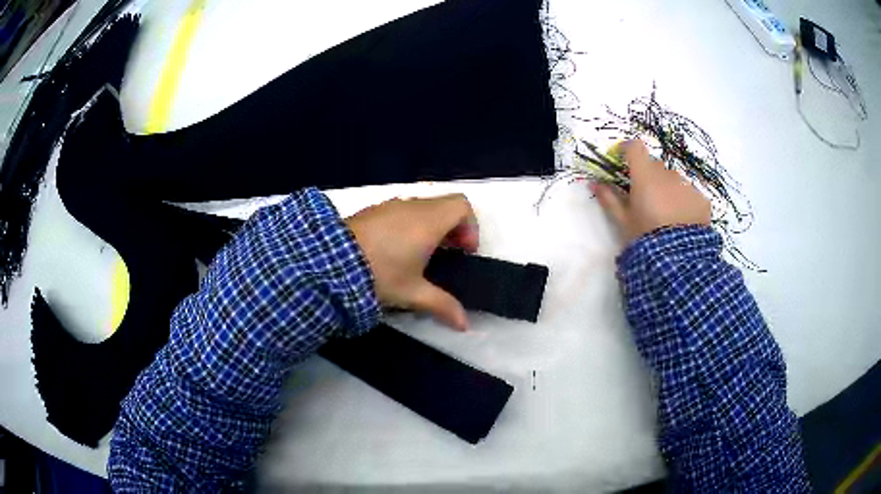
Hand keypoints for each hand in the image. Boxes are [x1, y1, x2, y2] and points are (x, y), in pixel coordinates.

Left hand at [345, 194, 478, 330]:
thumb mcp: (413, 293)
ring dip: (431, 226)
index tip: (463, 251)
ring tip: (421, 255)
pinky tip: (395, 250)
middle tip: (447, 255)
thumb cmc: (380, 274)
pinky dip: (410, 224)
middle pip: (444, 205)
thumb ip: (442, 305)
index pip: (462, 205)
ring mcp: (390, 205)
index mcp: (429, 221)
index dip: (470, 226)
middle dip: (453, 228)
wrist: (330, 261)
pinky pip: (402, 210)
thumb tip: (465, 325)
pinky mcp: (373, 210)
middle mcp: (412, 206)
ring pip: (422, 207)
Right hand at [591, 140, 710, 243]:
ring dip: (668, 189)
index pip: (635, 148)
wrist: (678, 261)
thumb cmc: (645, 238)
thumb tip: (593, 183)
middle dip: (649, 176)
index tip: (622, 157)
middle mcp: (667, 175)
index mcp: (645, 177)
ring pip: (674, 180)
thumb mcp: (624, 221)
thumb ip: (609, 199)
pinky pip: (690, 194)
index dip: (627, 149)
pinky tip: (682, 221)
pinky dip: (684, 201)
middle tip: (646, 199)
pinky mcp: (701, 199)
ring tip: (667, 214)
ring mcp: (687, 186)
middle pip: (655, 166)